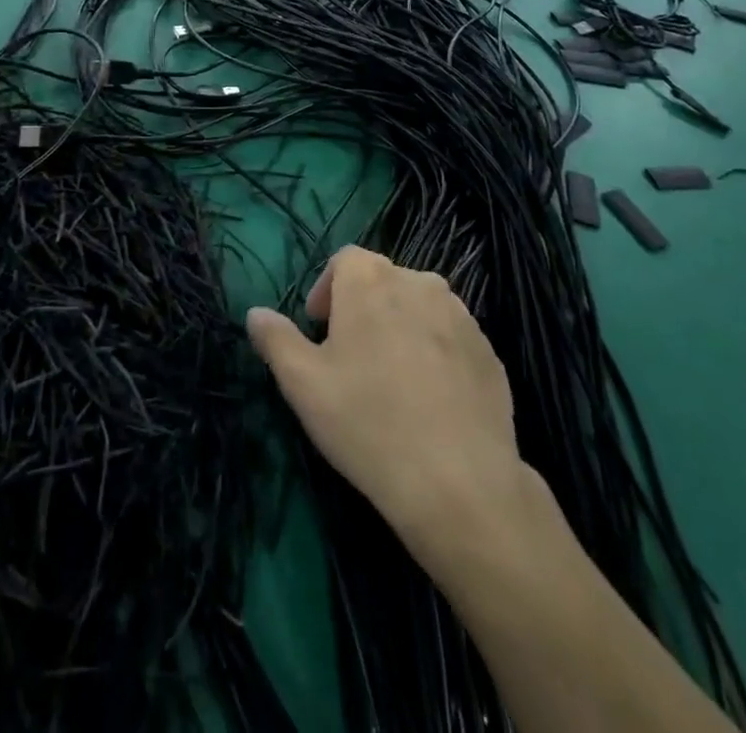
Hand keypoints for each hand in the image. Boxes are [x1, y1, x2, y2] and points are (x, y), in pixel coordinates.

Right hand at [245, 246, 529, 559]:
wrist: (460, 484)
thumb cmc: (368, 422)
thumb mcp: (302, 384)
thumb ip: (275, 339)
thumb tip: (255, 313)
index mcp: (371, 279)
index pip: (344, 260)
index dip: (326, 290)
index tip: (319, 331)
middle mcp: (420, 282)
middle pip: (382, 281)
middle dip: (361, 309)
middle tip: (348, 359)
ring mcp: (462, 316)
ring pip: (418, 308)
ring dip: (399, 328)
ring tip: (389, 380)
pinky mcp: (490, 352)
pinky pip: (450, 339)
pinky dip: (434, 354)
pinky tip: (427, 401)